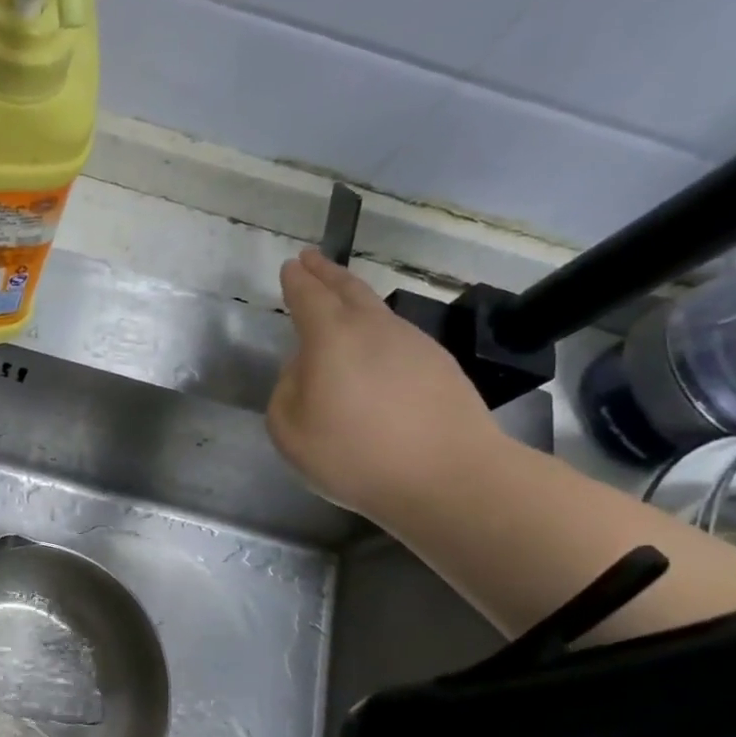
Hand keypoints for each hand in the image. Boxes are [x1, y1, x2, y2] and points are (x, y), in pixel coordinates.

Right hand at [267, 249, 503, 519]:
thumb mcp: (290, 431)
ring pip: (377, 310)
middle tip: (311, 259)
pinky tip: (375, 349)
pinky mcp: (440, 365)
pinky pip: (399, 336)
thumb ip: (286, 391)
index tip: (290, 266)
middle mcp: (373, 328)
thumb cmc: (356, 455)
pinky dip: (379, 331)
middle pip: (347, 289)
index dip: (297, 280)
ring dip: (354, 299)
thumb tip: (303, 369)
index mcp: (331, 338)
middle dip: (325, 272)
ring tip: (340, 299)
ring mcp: (413, 343)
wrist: (449, 476)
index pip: (309, 296)